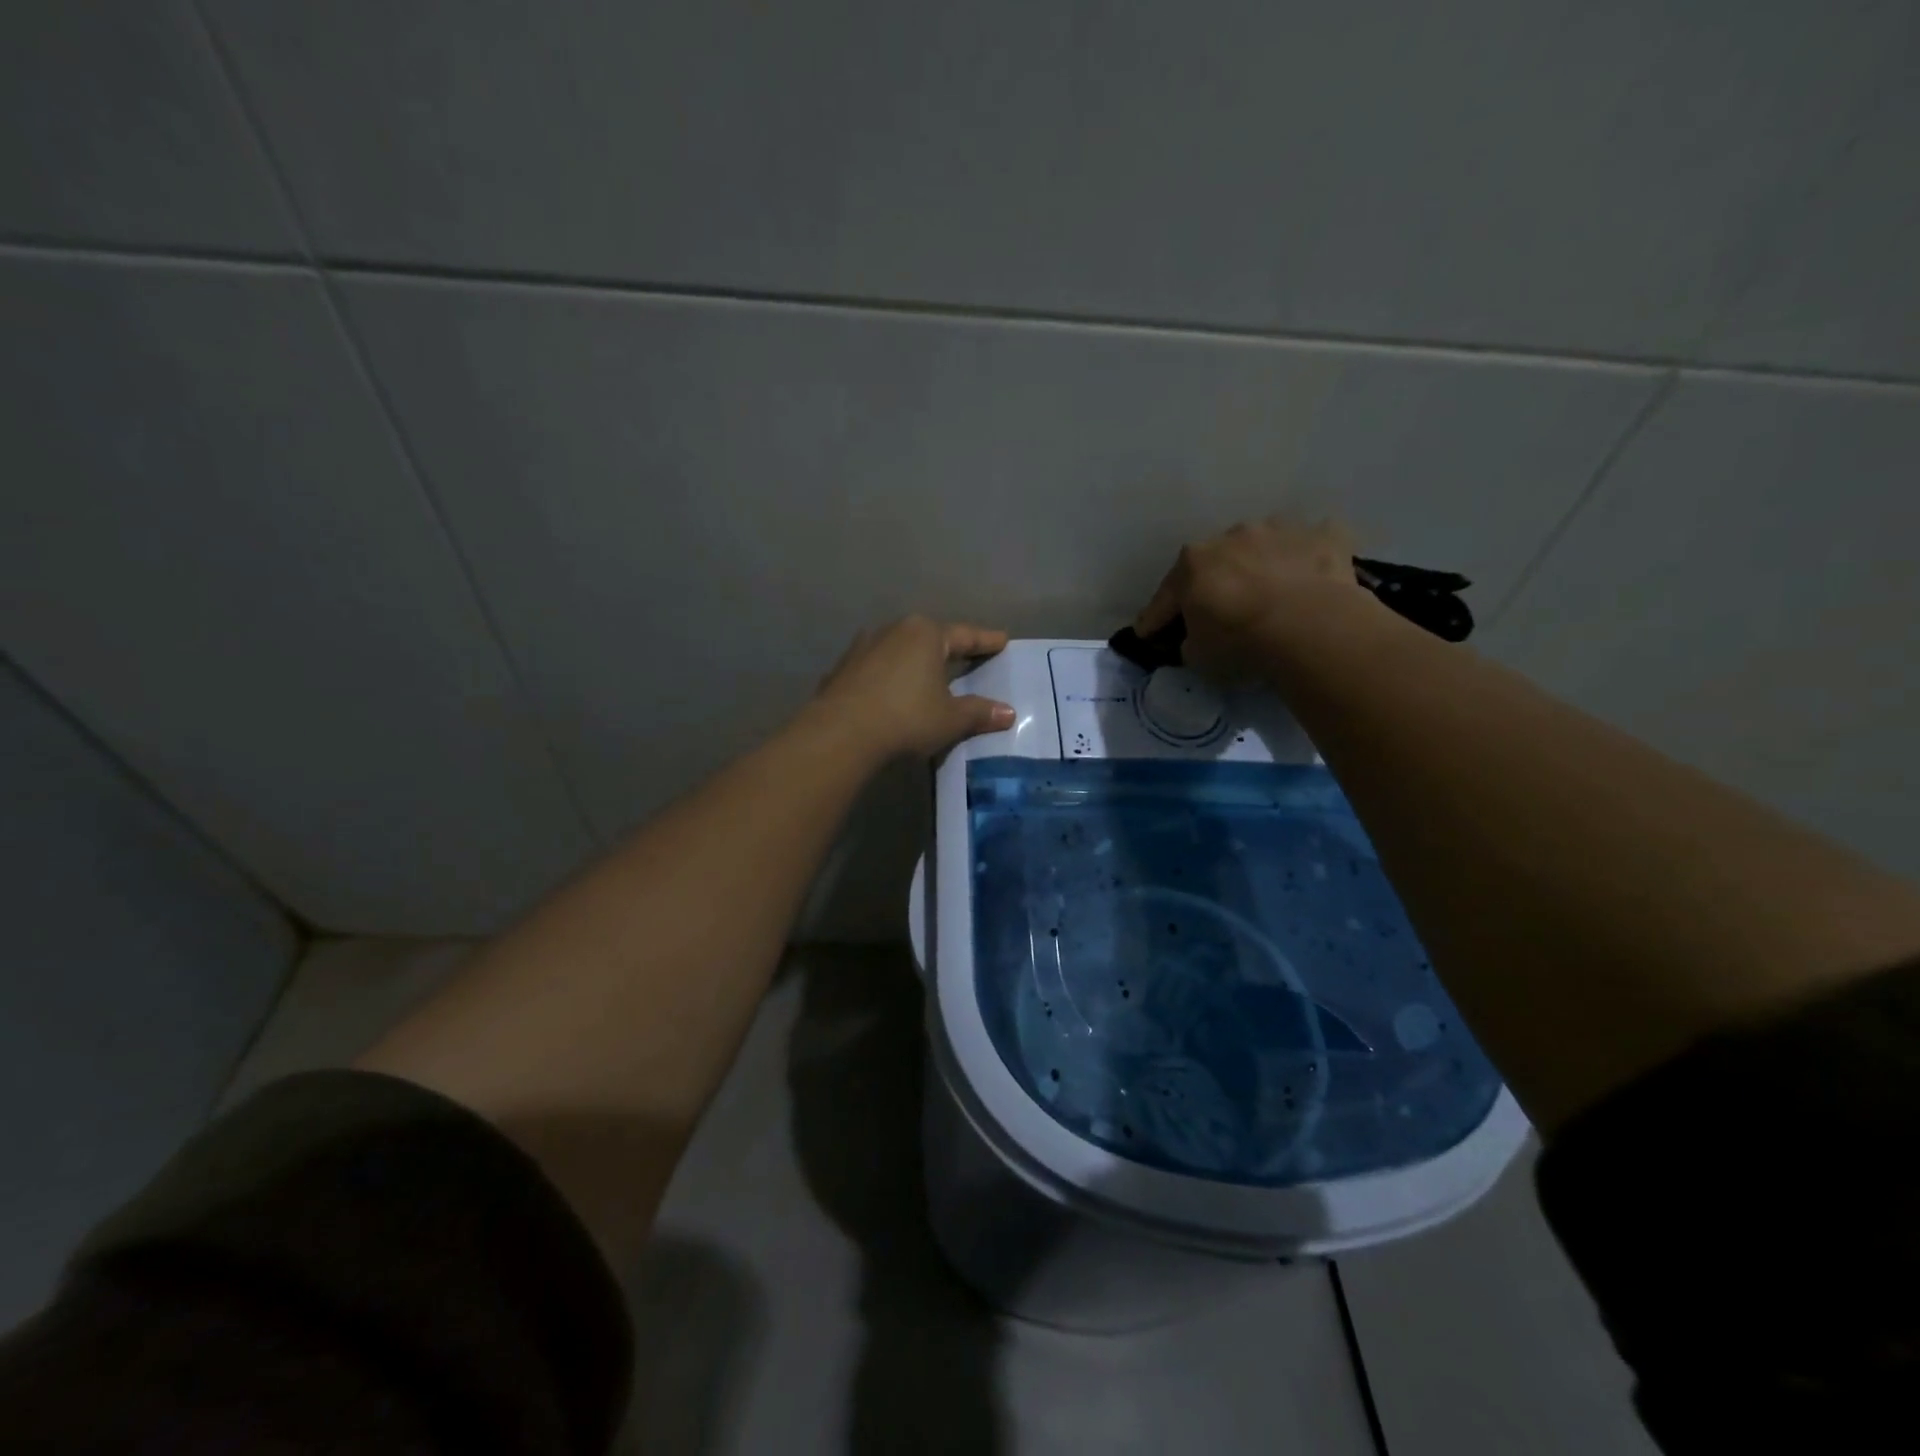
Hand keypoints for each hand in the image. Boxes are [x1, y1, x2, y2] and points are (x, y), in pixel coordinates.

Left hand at [815, 617, 1014, 758]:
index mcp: (926, 634)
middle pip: (930, 638)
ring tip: (928, 676)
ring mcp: (863, 647)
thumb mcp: (950, 718)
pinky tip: (893, 693)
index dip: (986, 641)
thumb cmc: (906, 718)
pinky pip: (877, 669)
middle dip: (948, 648)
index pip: (965, 635)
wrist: (840, 734)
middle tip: (967, 656)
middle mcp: (894, 630)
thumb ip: (979, 712)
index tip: (1002, 640)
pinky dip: (890, 678)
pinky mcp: (842, 668)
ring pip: (899, 651)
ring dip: (915, 662)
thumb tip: (1008, 712)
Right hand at [1135, 515, 1377, 678]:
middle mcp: (1231, 536)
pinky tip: (1314, 579)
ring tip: (1272, 592)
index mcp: (1192, 564)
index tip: (1147, 632)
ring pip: (1263, 547)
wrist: (1310, 627)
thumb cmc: (1240, 643)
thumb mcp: (1198, 657)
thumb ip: (1191, 642)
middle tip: (1220, 609)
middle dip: (1214, 583)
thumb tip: (1197, 637)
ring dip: (1262, 565)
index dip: (1155, 618)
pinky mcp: (1325, 534)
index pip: (1165, 596)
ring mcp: (1280, 530)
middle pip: (1216, 563)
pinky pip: (1312, 545)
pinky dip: (1309, 560)